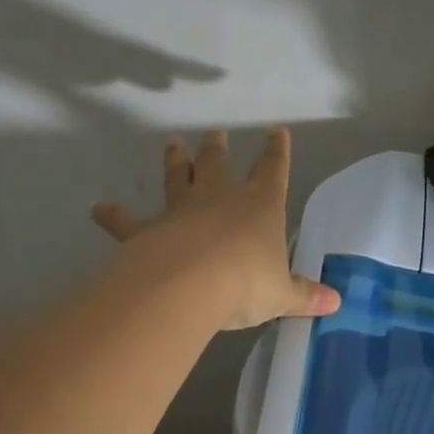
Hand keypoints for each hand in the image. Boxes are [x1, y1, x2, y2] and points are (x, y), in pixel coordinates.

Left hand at [91, 128, 341, 330]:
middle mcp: (219, 199)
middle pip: (218, 166)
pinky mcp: (148, 230)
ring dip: (175, 161)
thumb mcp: (281, 295)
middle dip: (218, 149)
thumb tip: (335, 302)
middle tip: (215, 133)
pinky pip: (129, 221)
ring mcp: (181, 211)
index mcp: (259, 206)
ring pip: (178, 179)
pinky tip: (99, 209)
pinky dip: (114, 215)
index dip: (276, 152)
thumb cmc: (246, 283)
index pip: (272, 171)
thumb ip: (304, 295)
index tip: (276, 132)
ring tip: (172, 143)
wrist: (190, 284)